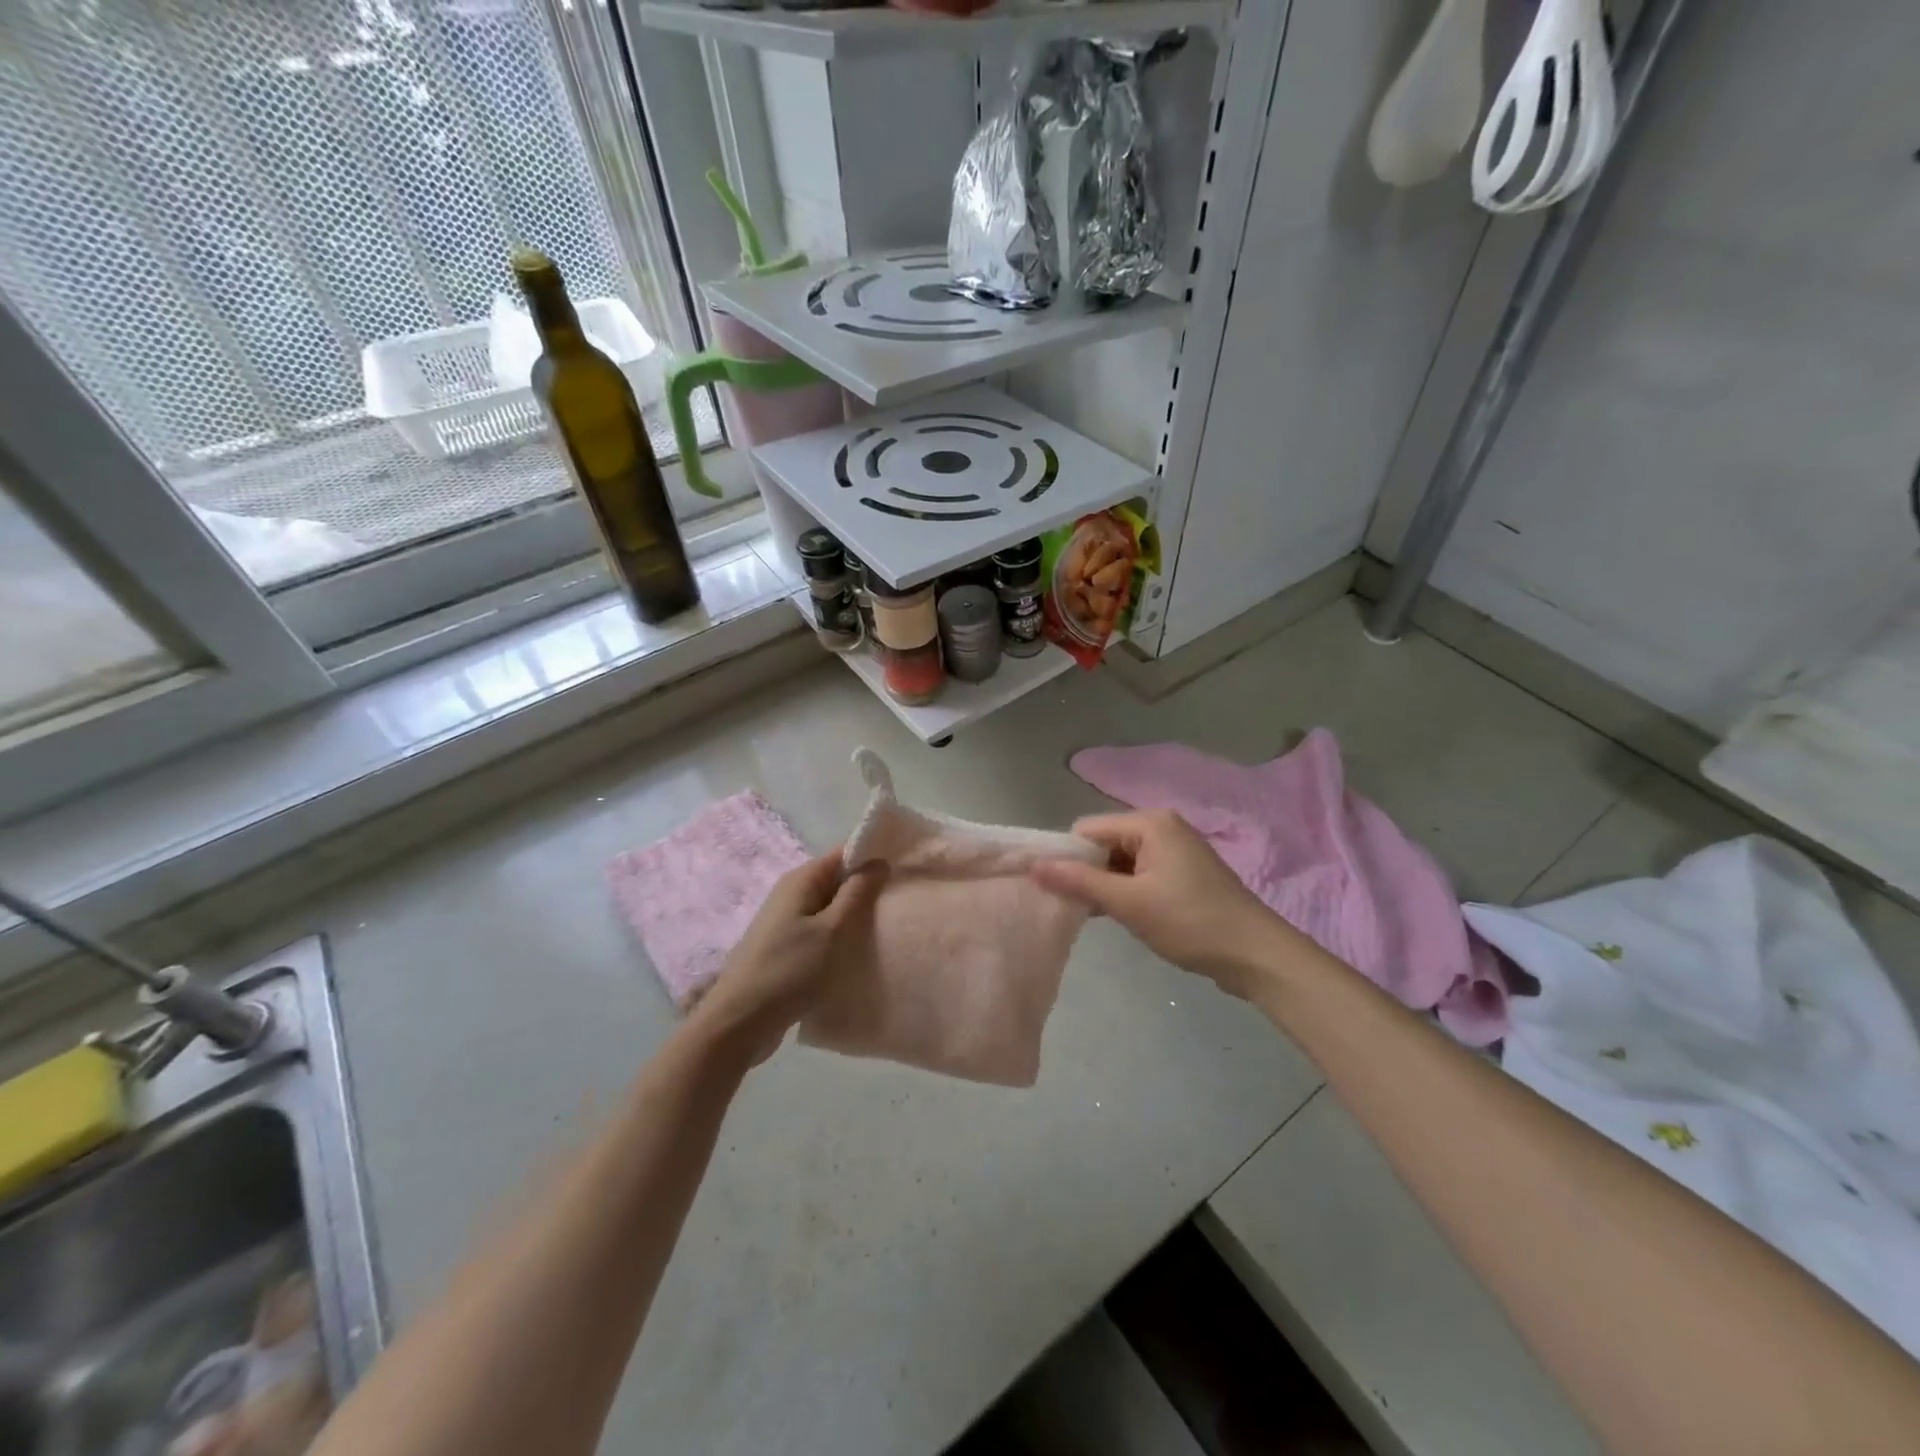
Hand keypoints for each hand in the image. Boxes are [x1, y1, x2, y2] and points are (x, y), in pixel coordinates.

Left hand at [690, 848, 884, 1065]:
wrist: (739, 1022)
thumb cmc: (790, 971)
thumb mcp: (833, 930)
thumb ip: (858, 893)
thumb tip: (878, 861)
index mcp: (801, 880)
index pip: (844, 853)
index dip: (873, 858)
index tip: (902, 872)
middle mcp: (790, 893)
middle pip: (837, 880)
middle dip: (866, 890)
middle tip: (899, 905)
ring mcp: (785, 922)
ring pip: (829, 908)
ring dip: (853, 917)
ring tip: (883, 930)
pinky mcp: (784, 948)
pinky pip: (819, 931)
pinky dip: (838, 938)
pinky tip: (854, 954)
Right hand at [1032, 810, 1284, 998]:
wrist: (1255, 955)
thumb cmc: (1190, 922)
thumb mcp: (1129, 903)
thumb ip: (1080, 881)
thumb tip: (1034, 867)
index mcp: (1150, 823)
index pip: (1087, 829)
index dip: (1066, 856)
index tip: (1053, 889)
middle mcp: (1162, 827)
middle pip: (1104, 843)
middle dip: (1086, 872)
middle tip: (1074, 907)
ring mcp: (1175, 851)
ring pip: (1120, 861)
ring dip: (1106, 886)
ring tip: (1095, 915)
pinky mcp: (1182, 874)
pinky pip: (1140, 874)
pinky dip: (1126, 892)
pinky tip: (1119, 916)